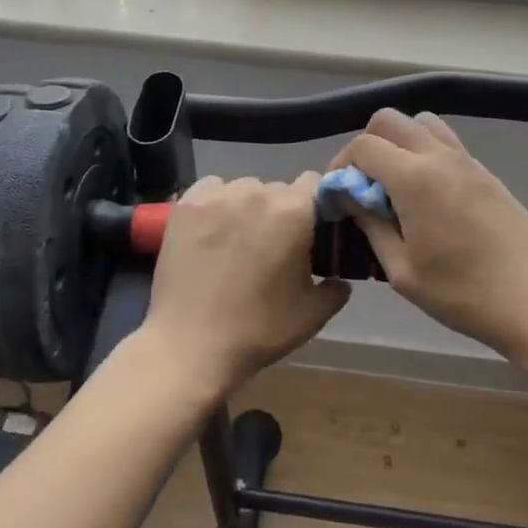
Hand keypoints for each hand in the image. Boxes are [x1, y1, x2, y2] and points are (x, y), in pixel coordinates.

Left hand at [142, 173, 350, 401]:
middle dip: (279, 212)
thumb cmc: (258, 330)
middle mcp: (258, 192)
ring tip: (237, 242)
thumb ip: (335, 289)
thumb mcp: (311, 315)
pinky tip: (211, 231)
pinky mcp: (188, 203)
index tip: (310, 230)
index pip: (315, 183)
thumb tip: (339, 279)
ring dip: (248, 207)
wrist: (190, 344)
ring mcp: (219, 195)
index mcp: (294, 212)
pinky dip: (216, 204)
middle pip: (278, 189)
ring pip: (244, 188)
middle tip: (272, 246)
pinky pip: (212, 189)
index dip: (315, 205)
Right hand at [331, 110, 527, 362]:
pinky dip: (426, 153)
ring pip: (421, 123)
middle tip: (365, 185)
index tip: (340, 194)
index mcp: (414, 178)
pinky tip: (428, 196)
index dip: (342, 164)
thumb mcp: (403, 272)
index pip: (363, 145)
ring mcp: (468, 161)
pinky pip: (446, 142)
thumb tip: (352, 198)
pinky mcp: (486, 173)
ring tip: (396, 184)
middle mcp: (439, 156)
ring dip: (400, 142)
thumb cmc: (464, 295)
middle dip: (367, 145)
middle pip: (390, 120)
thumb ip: (372, 226)